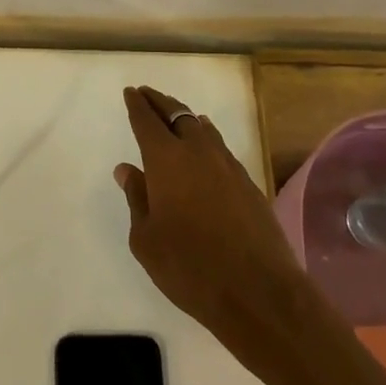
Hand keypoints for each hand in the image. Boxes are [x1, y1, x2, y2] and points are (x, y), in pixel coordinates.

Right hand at [115, 86, 308, 356]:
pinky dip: (206, 136)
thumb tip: (127, 170)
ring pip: (202, 127)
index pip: (146, 121)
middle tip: (147, 94)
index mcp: (165, 160)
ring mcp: (227, 165)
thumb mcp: (146, 240)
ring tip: (175, 114)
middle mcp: (197, 152)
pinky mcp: (248, 182)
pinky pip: (220, 146)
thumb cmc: (189, 267)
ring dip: (184, 116)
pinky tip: (205, 142)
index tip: (130, 92)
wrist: (258, 291)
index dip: (136, 105)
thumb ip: (136, 199)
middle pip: (176, 114)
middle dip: (159, 101)